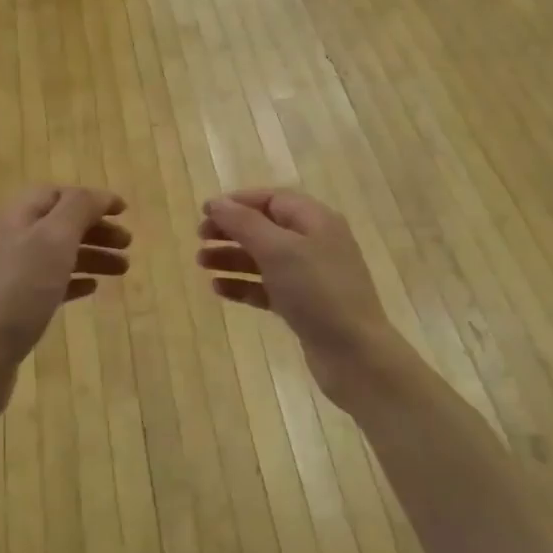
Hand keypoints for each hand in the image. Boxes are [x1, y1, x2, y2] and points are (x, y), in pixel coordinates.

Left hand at [0, 185, 129, 378]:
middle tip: (128, 244)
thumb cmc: (18, 290)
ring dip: (89, 256)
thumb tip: (99, 196)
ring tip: (121, 269)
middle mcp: (5, 240)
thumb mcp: (53, 239)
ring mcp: (3, 276)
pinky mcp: (6, 308)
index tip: (124, 212)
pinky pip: (44, 285)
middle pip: (56, 225)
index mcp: (14, 217)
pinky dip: (71, 281)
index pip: (56, 195)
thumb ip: (78, 209)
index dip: (91, 199)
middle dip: (94, 230)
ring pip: (53, 256)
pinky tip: (90, 289)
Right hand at [197, 188, 401, 392]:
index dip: (239, 202)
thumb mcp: (279, 250)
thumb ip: (245, 223)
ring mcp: (311, 276)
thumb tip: (216, 203)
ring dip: (233, 257)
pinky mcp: (304, 306)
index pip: (273, 199)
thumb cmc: (317, 292)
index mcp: (316, 221)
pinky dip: (244, 285)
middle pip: (267, 227)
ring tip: (201, 263)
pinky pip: (268, 287)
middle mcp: (316, 243)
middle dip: (232, 230)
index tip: (205, 212)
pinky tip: (219, 289)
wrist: (354, 353)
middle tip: (199, 237)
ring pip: (265, 258)